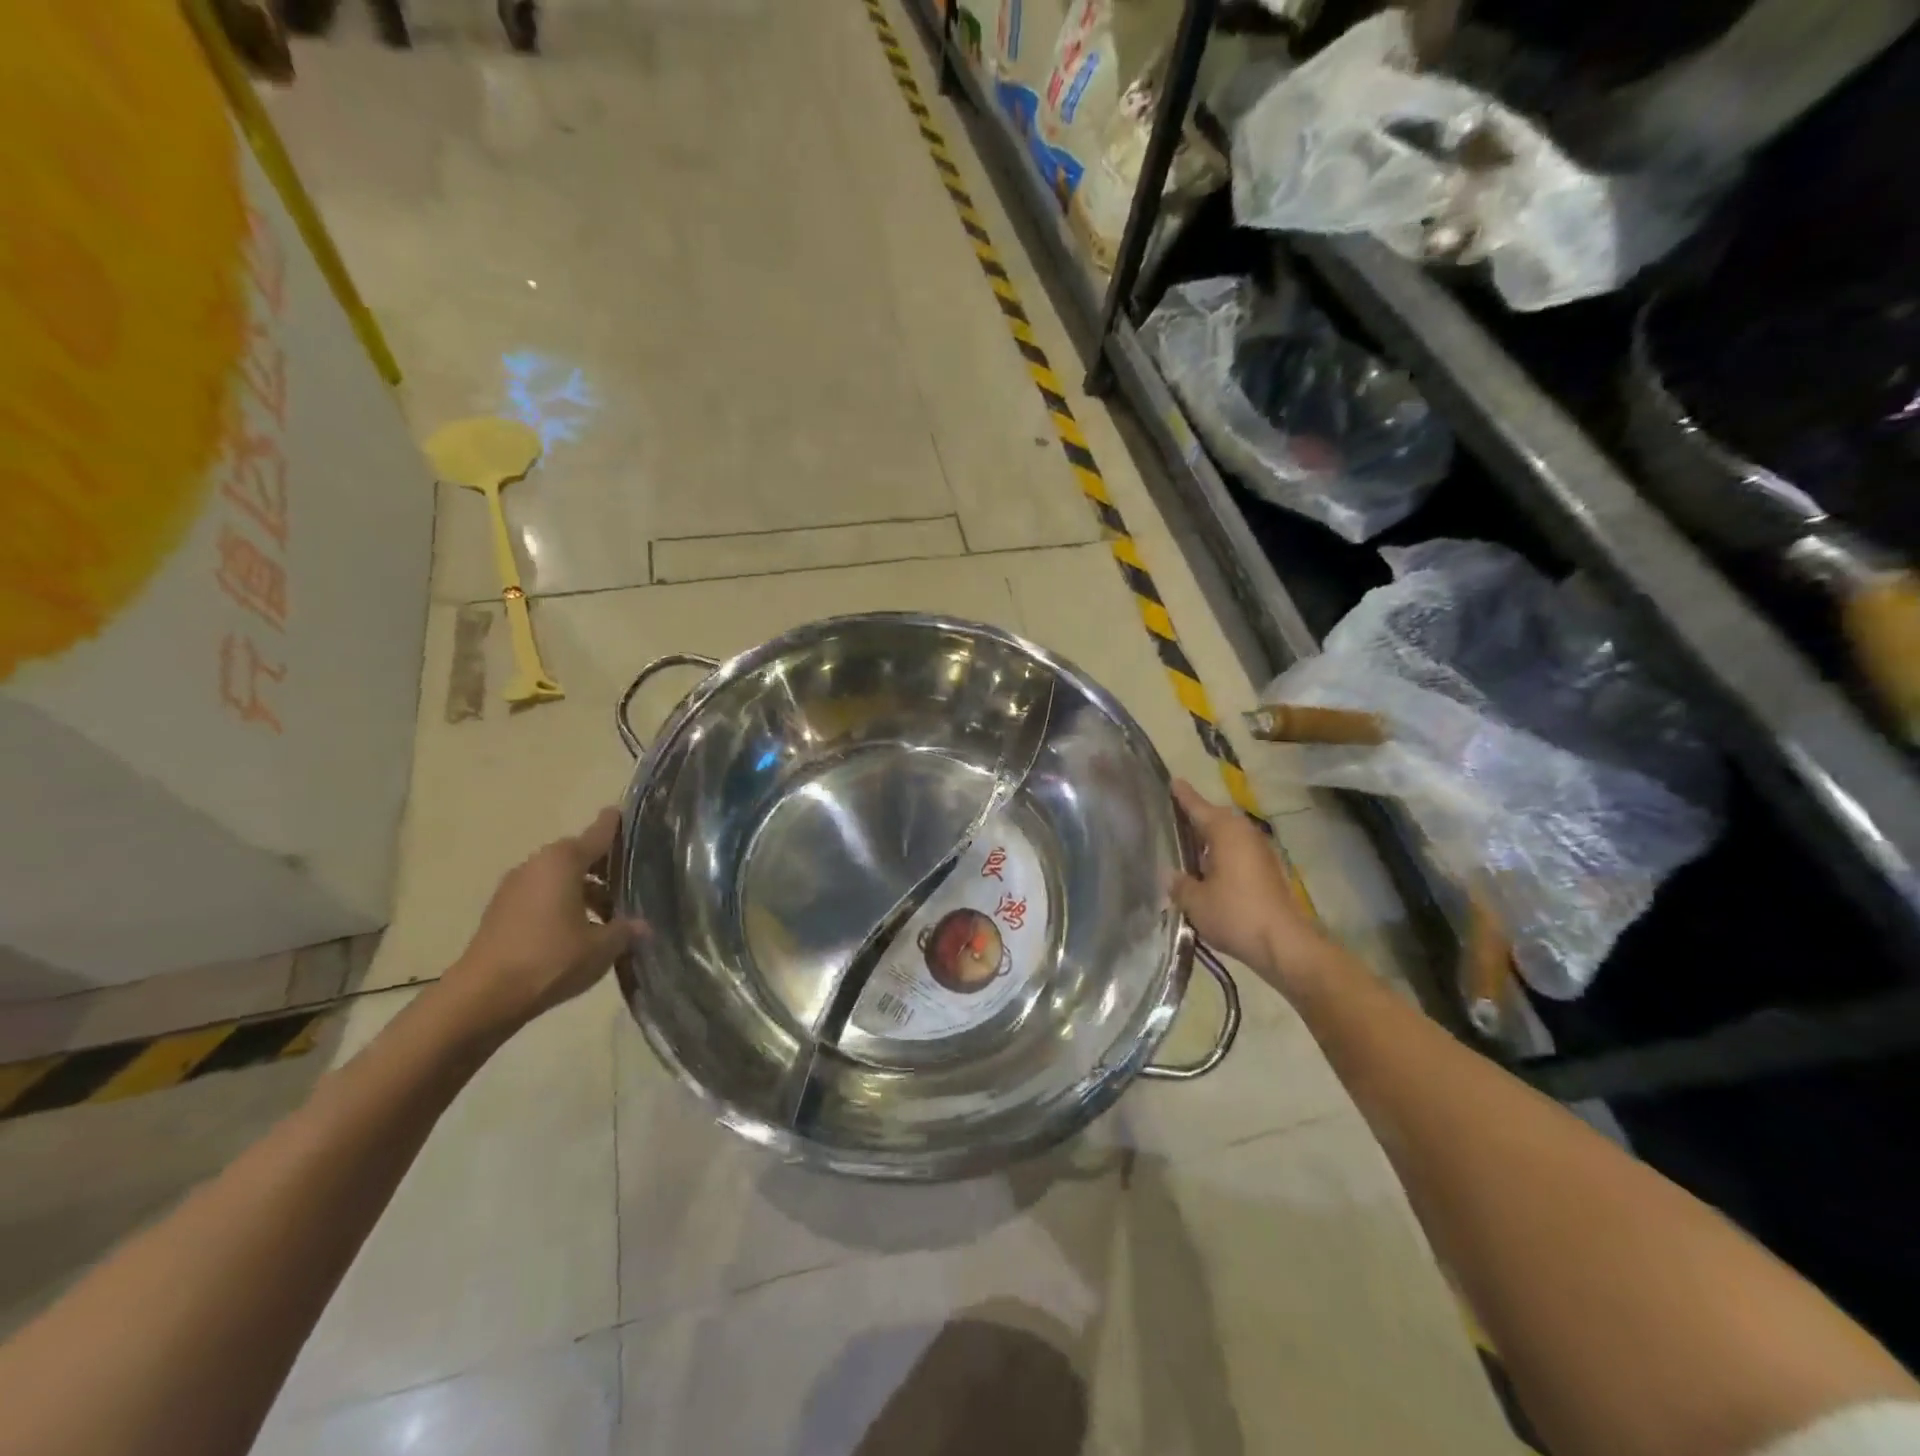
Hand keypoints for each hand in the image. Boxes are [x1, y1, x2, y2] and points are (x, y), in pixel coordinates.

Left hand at [442, 807, 640, 1036]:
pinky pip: (542, 897)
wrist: (482, 998)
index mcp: (563, 861)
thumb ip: (625, 930)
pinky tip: (579, 931)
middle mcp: (537, 865)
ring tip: (609, 915)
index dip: (616, 825)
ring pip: (559, 878)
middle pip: (578, 856)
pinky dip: (562, 905)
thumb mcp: (602, 947)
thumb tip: (643, 926)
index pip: (599, 833)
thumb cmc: (550, 959)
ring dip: (584, 890)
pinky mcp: (501, 912)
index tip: (627, 815)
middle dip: (604, 867)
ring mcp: (514, 888)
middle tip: (631, 882)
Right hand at [1171, 780, 1334, 996]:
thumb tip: (1171, 875)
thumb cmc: (1235, 914)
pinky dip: (1223, 856)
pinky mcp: (1270, 871)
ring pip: (1230, 837)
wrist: (1284, 944)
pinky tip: (1210, 871)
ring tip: (1188, 846)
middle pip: (1216, 819)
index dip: (1183, 796)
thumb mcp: (1195, 901)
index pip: (1198, 807)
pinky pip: (1239, 852)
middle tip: (1174, 819)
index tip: (1173, 781)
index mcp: (1225, 832)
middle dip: (1197, 818)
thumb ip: (1179, 884)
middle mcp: (1245, 834)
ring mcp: (1262, 851)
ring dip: (1211, 840)